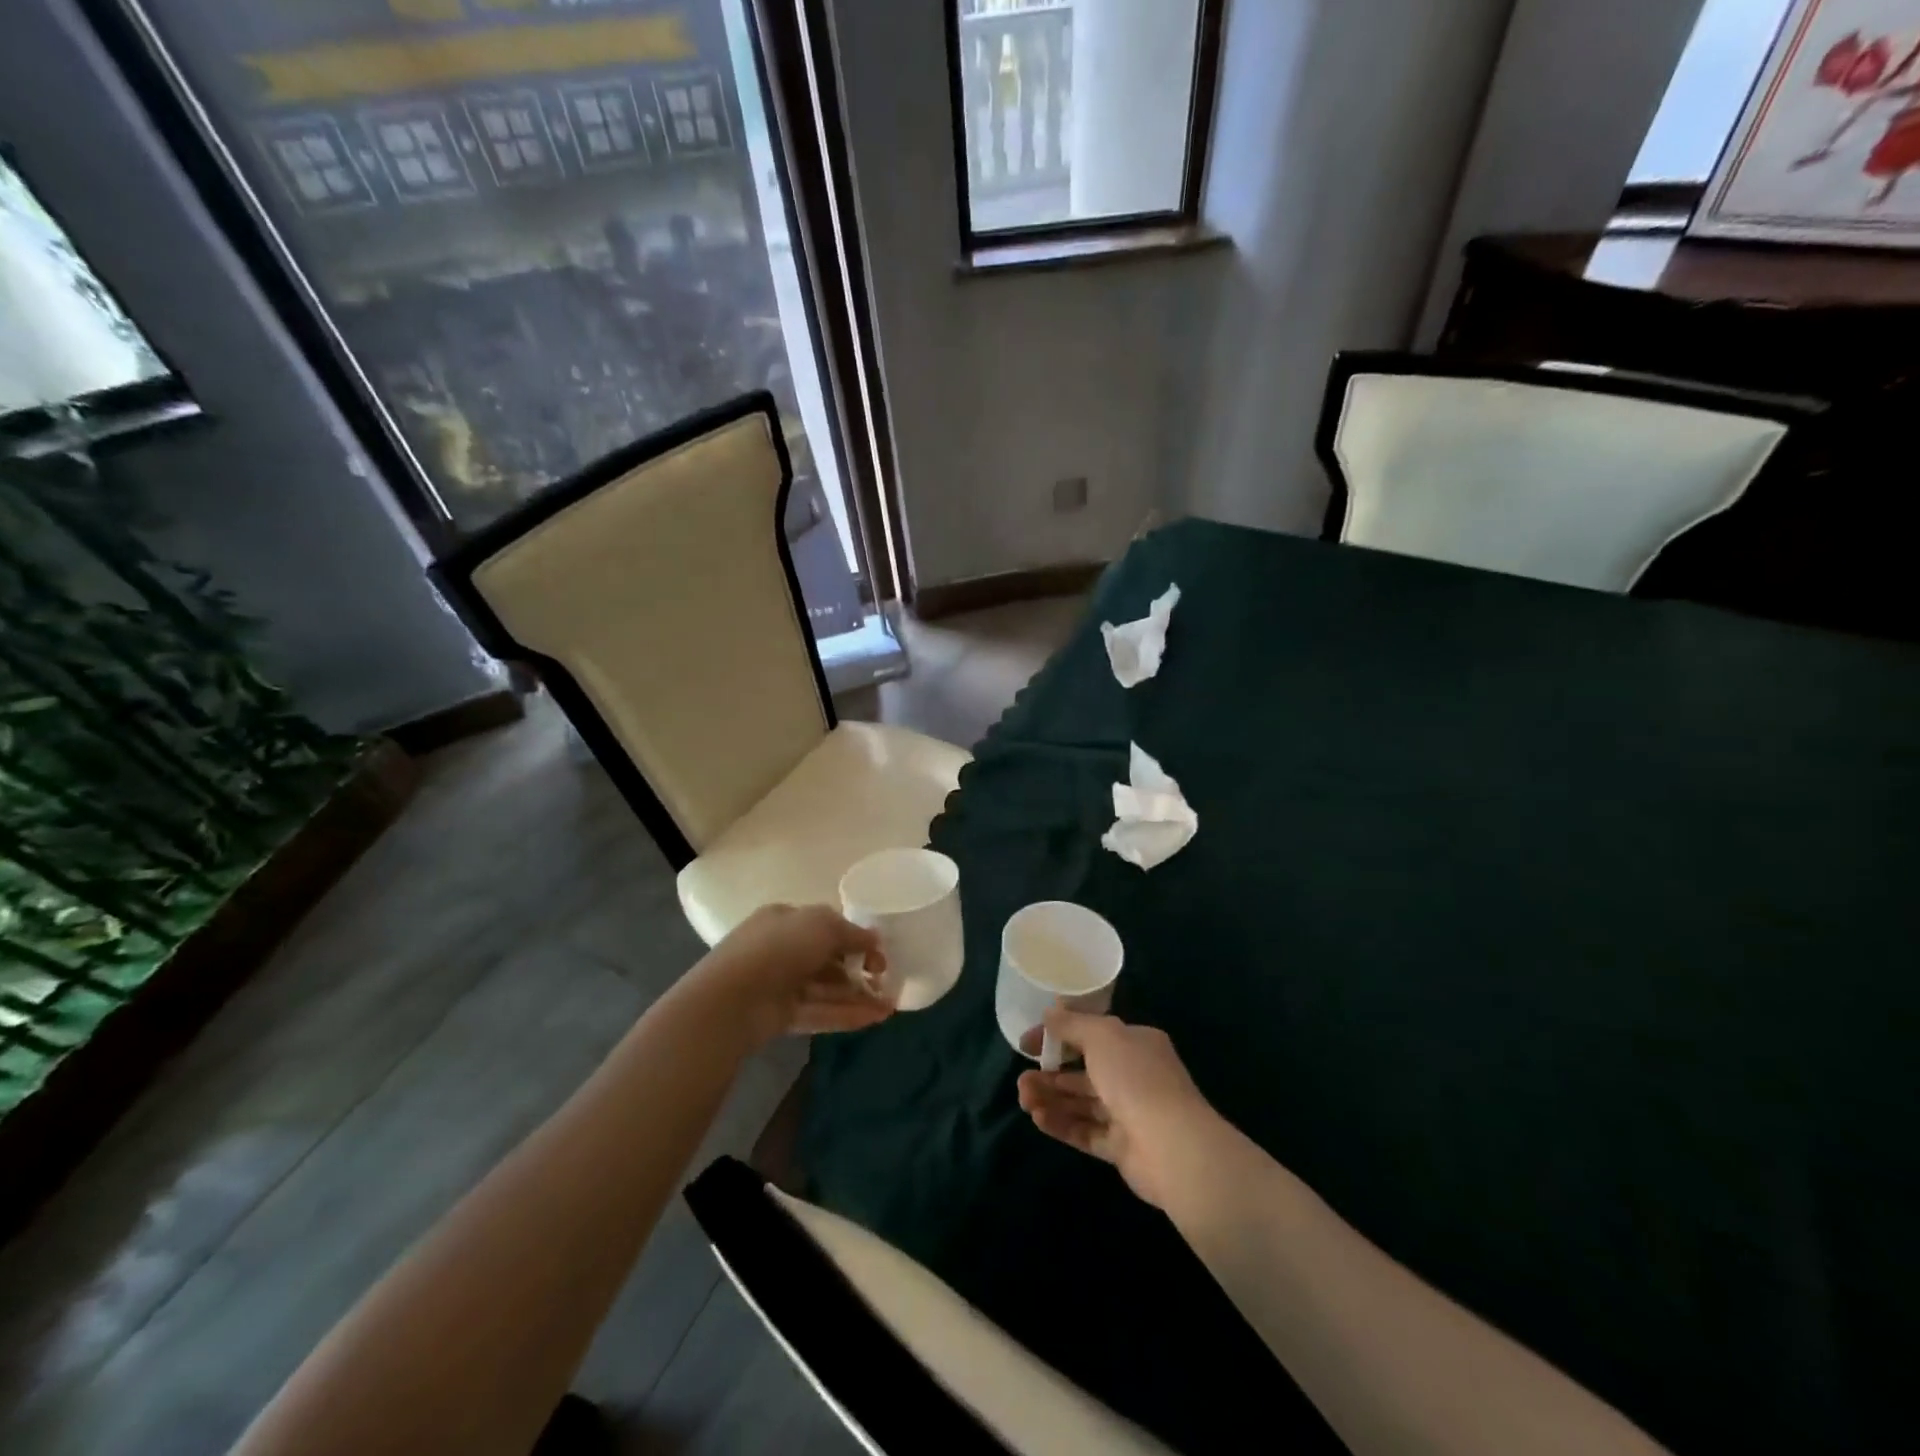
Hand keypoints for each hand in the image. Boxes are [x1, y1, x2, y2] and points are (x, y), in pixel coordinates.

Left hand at [695, 903, 892, 1048]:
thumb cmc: (779, 947)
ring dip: (858, 995)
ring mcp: (780, 985)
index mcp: (785, 919)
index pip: (825, 925)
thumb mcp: (823, 925)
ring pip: (826, 988)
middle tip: (887, 980)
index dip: (854, 937)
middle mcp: (781, 949)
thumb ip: (852, 932)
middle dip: (859, 969)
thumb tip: (875, 939)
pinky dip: (846, 1014)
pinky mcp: (781, 1016)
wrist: (732, 999)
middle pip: (827, 959)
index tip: (879, 952)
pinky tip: (875, 1018)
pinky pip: (819, 1012)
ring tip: (889, 1005)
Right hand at [1017, 1009, 1219, 1209]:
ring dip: (1051, 1099)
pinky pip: (1086, 1132)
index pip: (1091, 1035)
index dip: (1058, 1036)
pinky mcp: (1122, 1147)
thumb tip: (1049, 1012)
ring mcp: (1129, 1113)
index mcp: (1136, 1044)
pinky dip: (1062, 1124)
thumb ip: (1072, 1024)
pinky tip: (1038, 1119)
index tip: (1027, 1044)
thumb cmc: (1135, 1078)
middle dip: (1050, 1074)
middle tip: (1020, 1079)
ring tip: (1023, 1099)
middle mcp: (1134, 1075)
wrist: (1172, 1146)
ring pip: (1082, 1103)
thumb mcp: (1101, 1036)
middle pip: (1084, 1072)